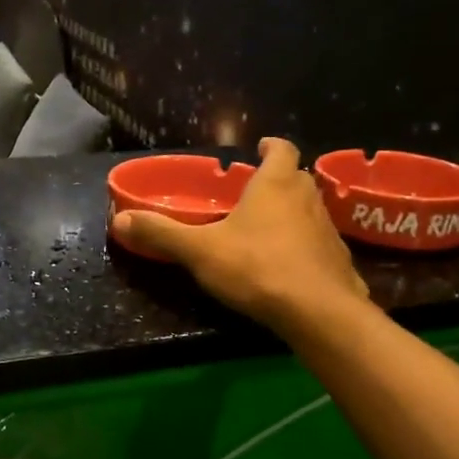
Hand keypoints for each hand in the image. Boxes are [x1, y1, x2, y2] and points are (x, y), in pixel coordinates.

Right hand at [110, 138, 369, 335]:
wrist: (318, 311)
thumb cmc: (257, 267)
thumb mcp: (200, 250)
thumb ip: (162, 234)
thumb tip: (119, 219)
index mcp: (277, 184)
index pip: (282, 149)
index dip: (272, 147)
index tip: (261, 148)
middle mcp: (308, 198)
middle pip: (297, 177)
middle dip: (279, 181)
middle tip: (255, 193)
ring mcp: (328, 229)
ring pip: (310, 210)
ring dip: (293, 213)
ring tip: (267, 229)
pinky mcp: (339, 259)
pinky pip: (319, 243)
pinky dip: (305, 246)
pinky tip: (288, 266)